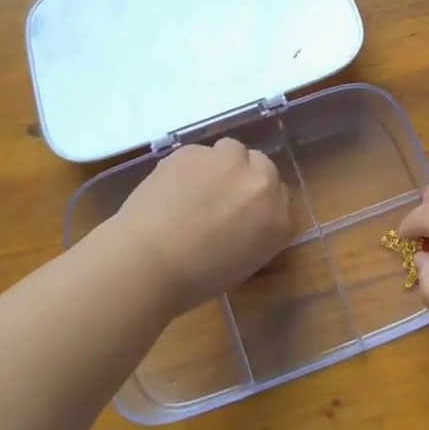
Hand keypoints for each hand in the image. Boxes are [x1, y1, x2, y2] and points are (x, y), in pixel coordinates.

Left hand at [106, 138, 292, 317]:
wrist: (148, 261)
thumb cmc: (195, 278)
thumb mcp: (243, 262)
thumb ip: (255, 230)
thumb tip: (243, 215)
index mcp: (278, 219)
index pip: (280, 195)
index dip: (258, 199)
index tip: (242, 209)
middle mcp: (260, 184)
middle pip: (261, 164)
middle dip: (244, 176)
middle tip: (219, 197)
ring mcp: (227, 162)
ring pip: (231, 151)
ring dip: (220, 164)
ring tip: (195, 189)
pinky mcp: (194, 151)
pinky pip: (200, 153)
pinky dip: (190, 166)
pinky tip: (172, 188)